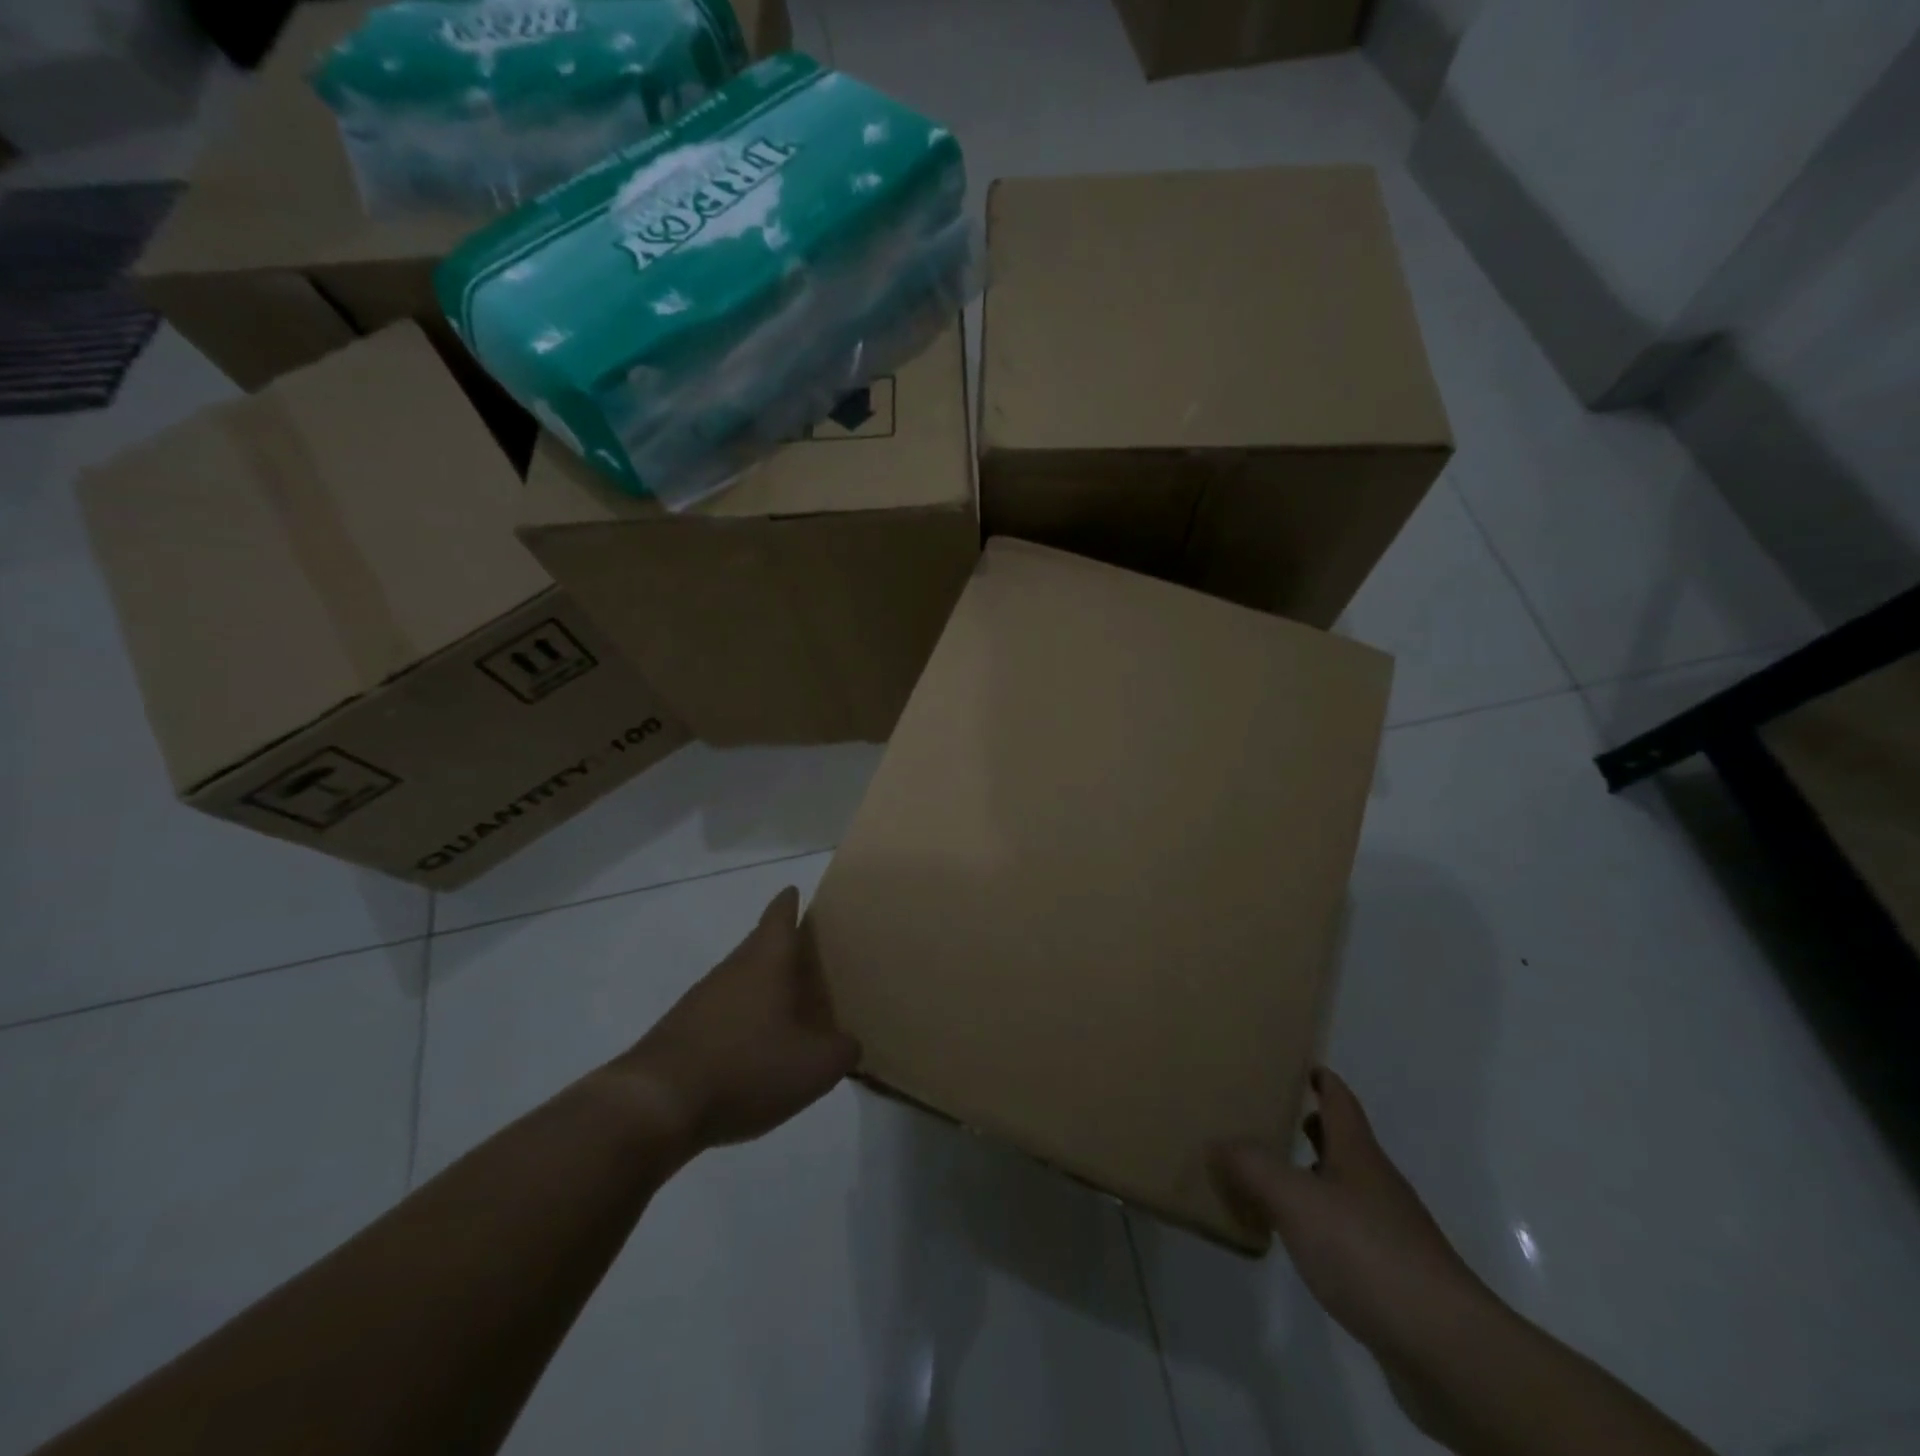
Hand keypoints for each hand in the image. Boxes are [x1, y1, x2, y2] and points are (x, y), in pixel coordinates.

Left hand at [619, 888, 860, 1151]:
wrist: (656, 1106)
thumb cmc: (746, 1068)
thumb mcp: (814, 1066)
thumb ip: (842, 1050)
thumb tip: (848, 1043)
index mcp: (765, 962)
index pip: (779, 917)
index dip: (789, 903)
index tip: (795, 891)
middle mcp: (731, 970)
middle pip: (758, 947)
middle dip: (782, 948)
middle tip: (808, 956)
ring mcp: (701, 1001)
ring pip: (739, 981)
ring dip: (761, 988)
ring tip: (787, 1005)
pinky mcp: (681, 1033)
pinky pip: (721, 1015)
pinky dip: (741, 1022)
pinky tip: (754, 1050)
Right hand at [1211, 1068, 1493, 1365]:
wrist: (1446, 1347)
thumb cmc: (1367, 1252)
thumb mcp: (1295, 1200)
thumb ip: (1252, 1166)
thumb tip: (1216, 1140)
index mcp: (1358, 1154)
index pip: (1340, 1101)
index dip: (1322, 1080)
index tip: (1301, 1066)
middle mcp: (1377, 1183)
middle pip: (1345, 1143)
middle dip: (1313, 1127)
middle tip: (1272, 1118)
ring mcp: (1391, 1231)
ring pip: (1347, 1188)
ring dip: (1316, 1176)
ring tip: (1276, 1179)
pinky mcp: (1395, 1275)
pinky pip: (1351, 1232)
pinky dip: (1324, 1223)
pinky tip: (1302, 1241)